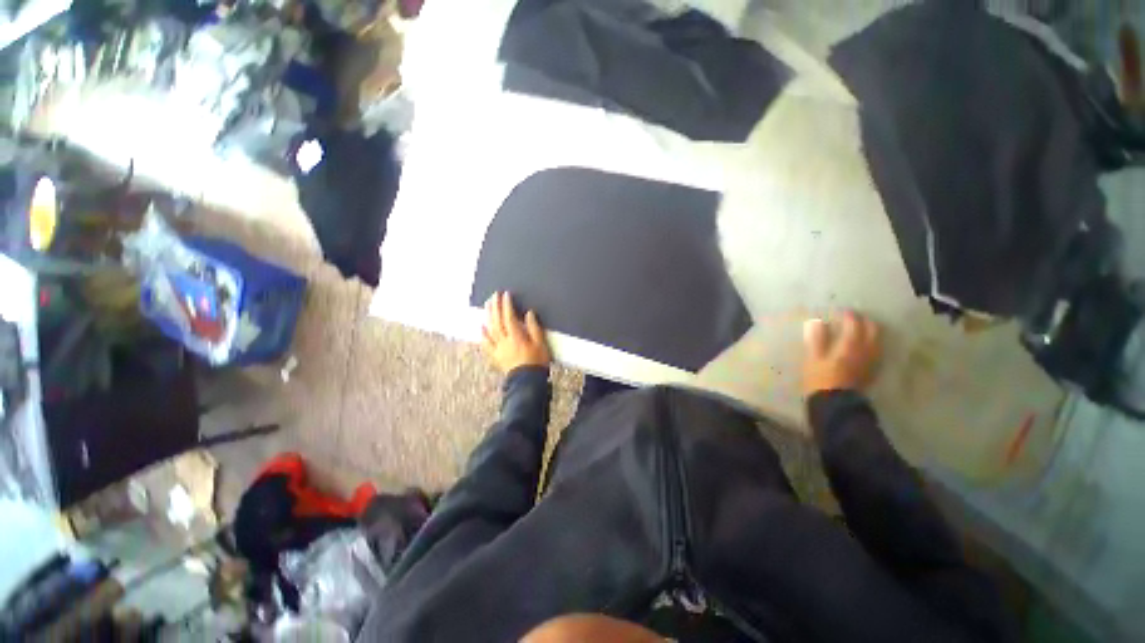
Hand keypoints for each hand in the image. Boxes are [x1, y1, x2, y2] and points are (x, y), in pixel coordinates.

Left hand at [481, 291, 550, 373]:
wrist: (527, 382)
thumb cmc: (537, 362)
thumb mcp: (541, 344)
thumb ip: (534, 328)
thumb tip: (528, 313)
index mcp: (517, 336)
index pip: (509, 317)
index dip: (507, 305)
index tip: (506, 294)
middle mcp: (504, 340)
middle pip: (497, 321)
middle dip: (495, 306)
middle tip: (494, 295)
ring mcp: (498, 349)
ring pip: (490, 329)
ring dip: (488, 316)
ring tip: (487, 305)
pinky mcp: (495, 356)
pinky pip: (486, 344)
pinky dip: (483, 334)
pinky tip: (481, 327)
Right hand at [802, 311, 881, 395]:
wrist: (835, 404)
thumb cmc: (820, 379)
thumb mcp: (813, 358)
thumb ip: (817, 339)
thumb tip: (817, 321)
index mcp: (850, 344)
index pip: (854, 323)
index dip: (848, 315)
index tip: (841, 312)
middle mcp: (865, 350)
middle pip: (872, 330)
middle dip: (864, 321)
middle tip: (853, 319)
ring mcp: (871, 361)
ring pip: (878, 340)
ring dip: (871, 332)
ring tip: (860, 330)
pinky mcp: (872, 371)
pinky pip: (876, 351)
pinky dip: (872, 344)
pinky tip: (864, 346)